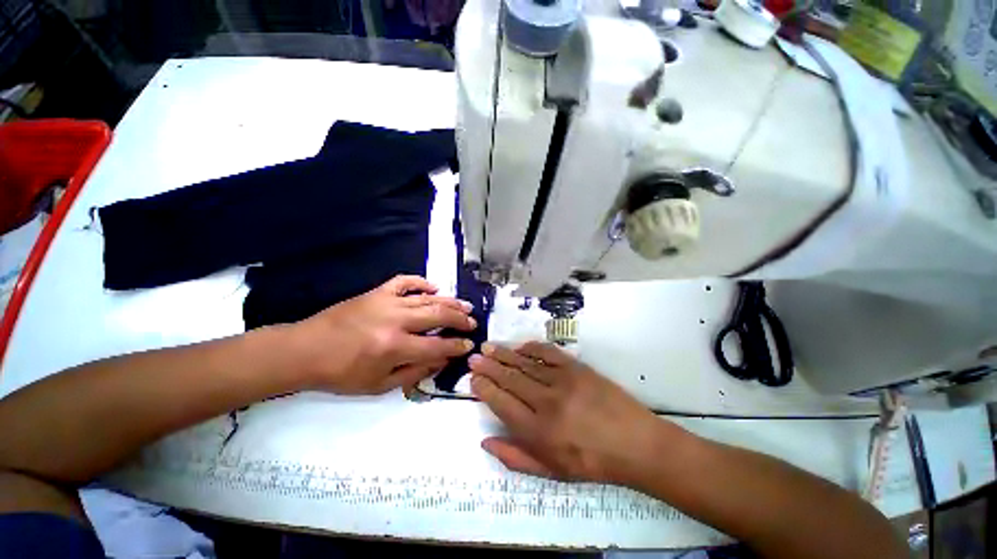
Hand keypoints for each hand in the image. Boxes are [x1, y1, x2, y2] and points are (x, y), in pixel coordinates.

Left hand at [287, 275, 475, 394]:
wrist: (305, 350)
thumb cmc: (341, 374)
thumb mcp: (379, 385)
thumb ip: (414, 372)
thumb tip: (441, 361)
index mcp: (394, 347)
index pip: (437, 346)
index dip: (456, 346)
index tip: (469, 344)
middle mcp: (395, 321)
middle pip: (438, 316)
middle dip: (460, 320)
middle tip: (473, 322)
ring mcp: (386, 302)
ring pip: (427, 298)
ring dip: (449, 302)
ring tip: (465, 306)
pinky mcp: (377, 292)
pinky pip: (405, 281)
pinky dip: (422, 283)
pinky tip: (434, 288)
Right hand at [469, 342, 677, 483]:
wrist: (635, 443)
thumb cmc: (592, 462)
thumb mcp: (552, 472)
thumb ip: (515, 457)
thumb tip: (485, 440)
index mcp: (538, 431)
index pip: (501, 402)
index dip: (484, 388)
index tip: (473, 378)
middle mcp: (546, 402)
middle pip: (510, 379)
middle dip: (489, 366)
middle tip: (474, 356)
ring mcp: (563, 381)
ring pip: (526, 364)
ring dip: (505, 354)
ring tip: (489, 347)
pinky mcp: (577, 368)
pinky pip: (549, 353)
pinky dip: (532, 348)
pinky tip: (520, 346)